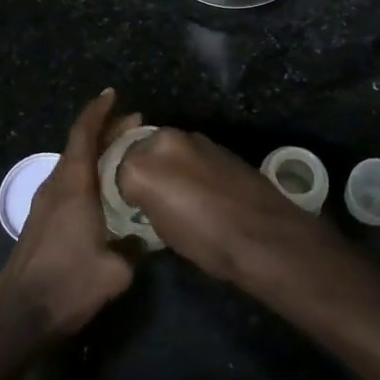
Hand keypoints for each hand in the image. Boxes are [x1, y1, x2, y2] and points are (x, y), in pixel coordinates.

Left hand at [0, 89, 142, 344]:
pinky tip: (103, 190)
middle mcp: (55, 186)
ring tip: (124, 155)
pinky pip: (67, 184)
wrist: (20, 318)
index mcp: (72, 186)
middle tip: (134, 125)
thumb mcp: (116, 270)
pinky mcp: (40, 222)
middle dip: (105, 131)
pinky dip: (87, 174)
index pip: (83, 135)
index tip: (112, 94)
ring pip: (72, 165)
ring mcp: (43, 204)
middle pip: (79, 146)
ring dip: (96, 154)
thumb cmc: (69, 286)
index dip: (98, 111)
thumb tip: (141, 237)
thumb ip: (133, 246)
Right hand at [115, 127, 309, 283]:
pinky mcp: (218, 144)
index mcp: (142, 164)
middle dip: (143, 167)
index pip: (116, 166)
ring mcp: (195, 139)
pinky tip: (200, 189)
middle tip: (150, 196)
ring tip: (177, 194)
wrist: (263, 235)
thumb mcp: (160, 230)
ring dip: (168, 164)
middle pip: (141, 149)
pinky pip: (191, 152)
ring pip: (168, 148)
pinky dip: (189, 165)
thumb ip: (144, 200)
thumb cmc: (206, 241)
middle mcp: (165, 141)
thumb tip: (145, 196)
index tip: (129, 204)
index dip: (122, 187)